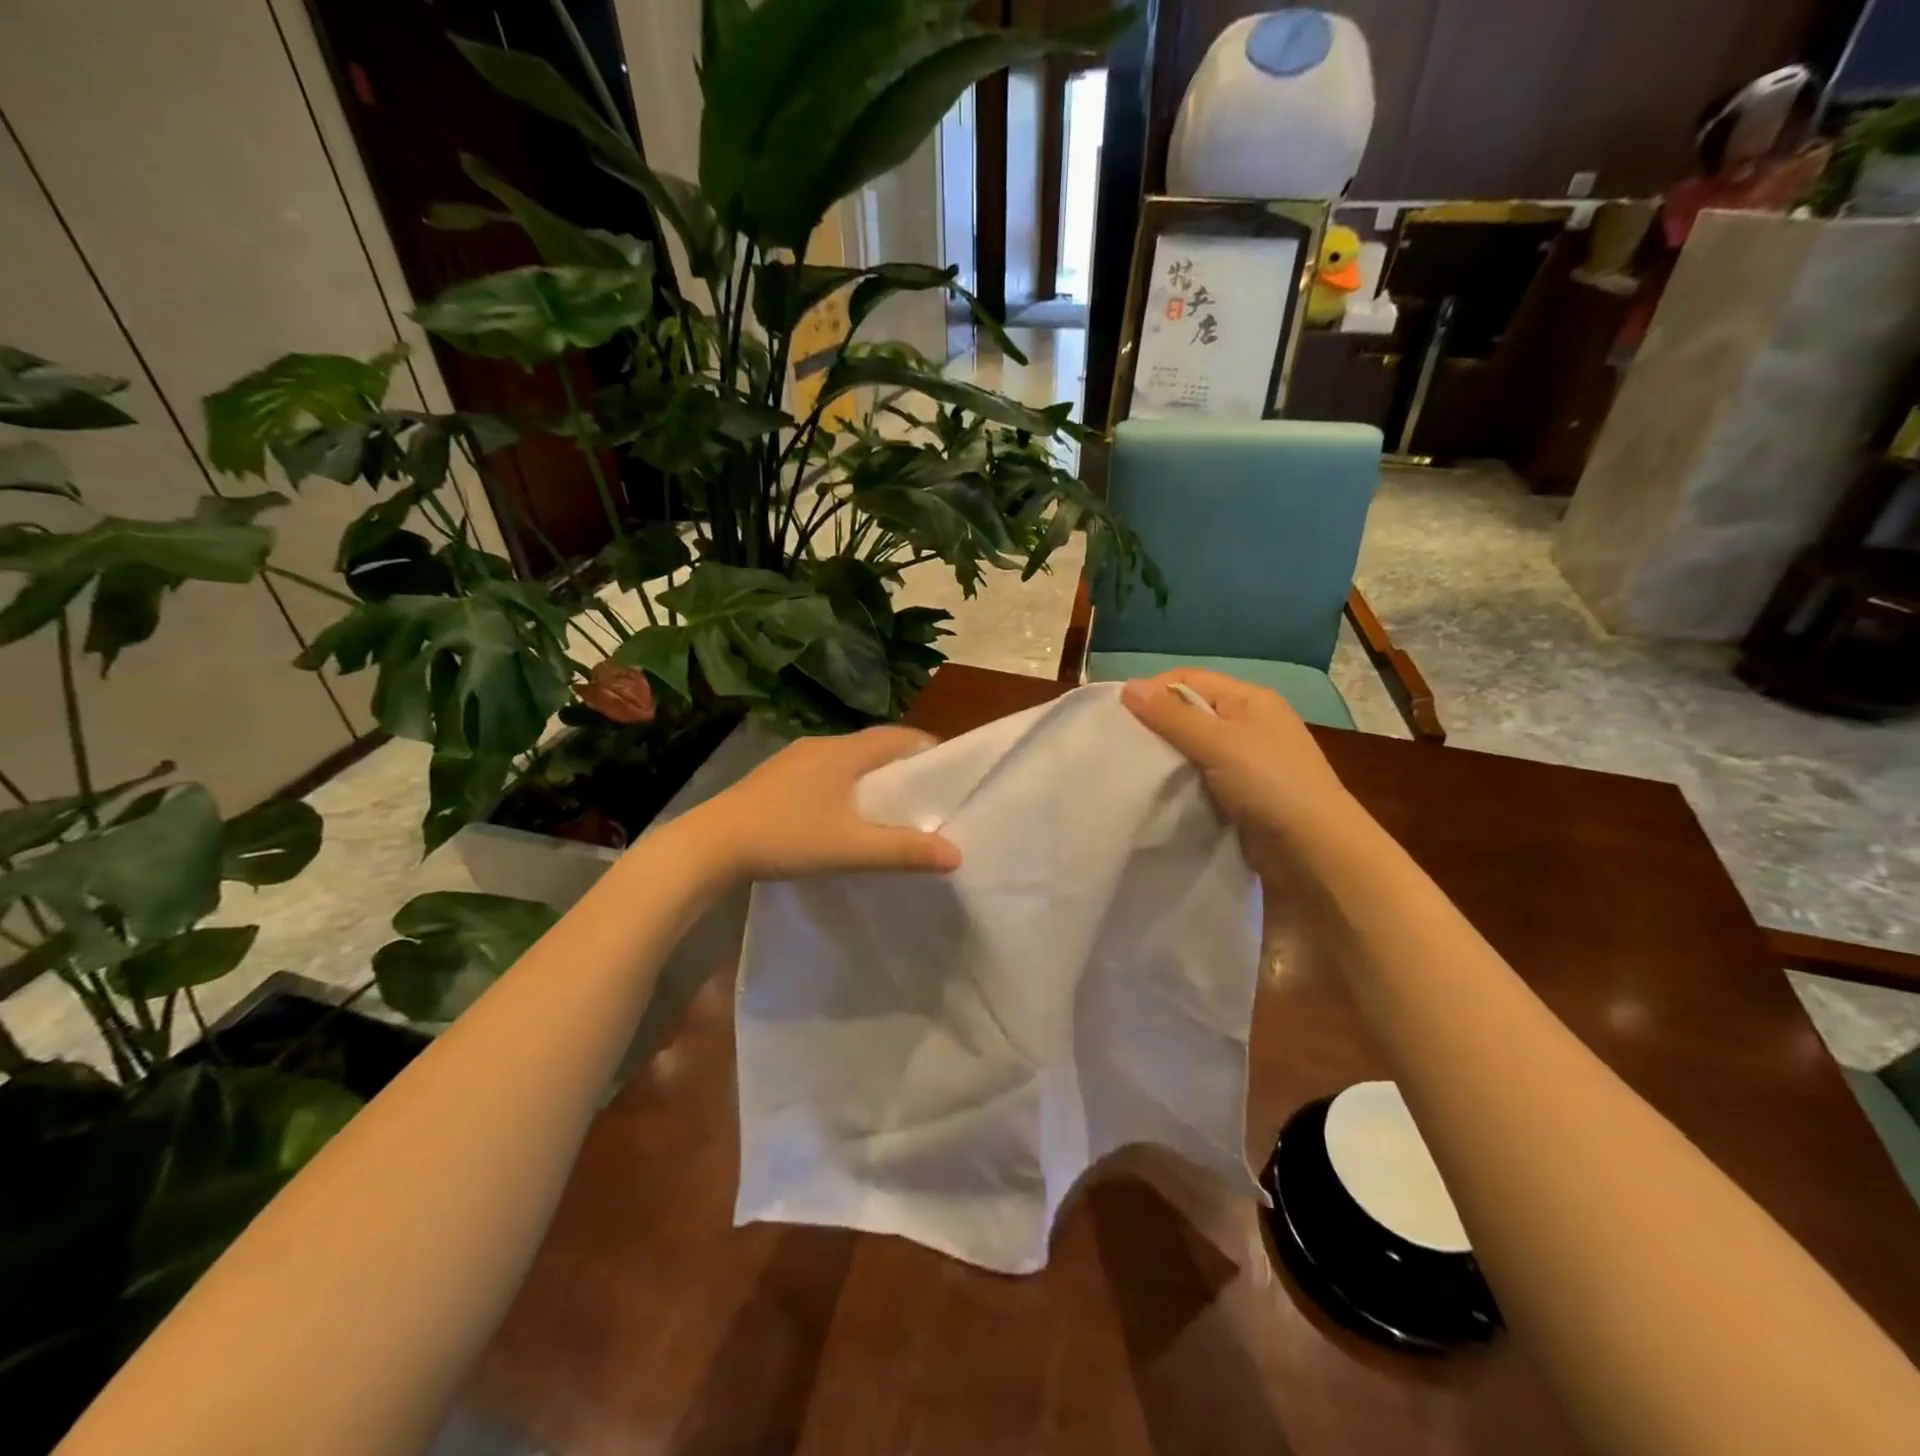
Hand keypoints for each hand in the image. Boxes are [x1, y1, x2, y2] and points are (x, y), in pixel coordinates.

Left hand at [687, 726, 961, 881]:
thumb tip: (956, 854)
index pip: (898, 737)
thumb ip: (903, 851)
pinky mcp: (775, 777)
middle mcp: (820, 745)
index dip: (928, 749)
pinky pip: (825, 771)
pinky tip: (843, 814)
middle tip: (927, 794)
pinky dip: (846, 785)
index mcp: (844, 752)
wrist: (709, 845)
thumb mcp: (850, 848)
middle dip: (903, 765)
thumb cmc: (786, 837)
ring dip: (872, 776)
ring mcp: (793, 759)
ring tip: (891, 806)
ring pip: (847, 759)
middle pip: (874, 746)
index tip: (949, 773)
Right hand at [1122, 669, 1355, 879]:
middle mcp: (1249, 723)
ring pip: (1193, 747)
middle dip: (1156, 724)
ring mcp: (1247, 760)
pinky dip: (1180, 781)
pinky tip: (1158, 791)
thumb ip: (1171, 716)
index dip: (1153, 690)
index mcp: (1250, 699)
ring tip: (1132, 769)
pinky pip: (1200, 776)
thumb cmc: (1270, 784)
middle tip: (1121, 744)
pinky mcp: (1241, 793)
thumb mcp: (1218, 742)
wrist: (1314, 851)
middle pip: (1189, 711)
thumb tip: (1128, 686)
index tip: (1118, 715)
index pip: (1189, 679)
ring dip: (1166, 756)